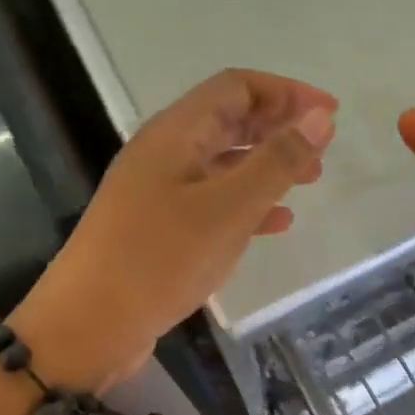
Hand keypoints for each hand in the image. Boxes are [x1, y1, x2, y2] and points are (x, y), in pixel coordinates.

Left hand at [12, 68, 336, 389]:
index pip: (237, 87)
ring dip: (267, 164)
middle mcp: (165, 152)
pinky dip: (248, 203)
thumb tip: (320, 117)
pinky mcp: (159, 227)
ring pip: (224, 161)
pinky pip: (212, 200)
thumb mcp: (228, 209)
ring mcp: (159, 190)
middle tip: (322, 148)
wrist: (85, 327)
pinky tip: (277, 224)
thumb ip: (277, 161)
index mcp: (176, 133)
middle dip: (279, 126)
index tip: (329, 114)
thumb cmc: (158, 259)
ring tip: (310, 181)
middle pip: (229, 119)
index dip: (286, 92)